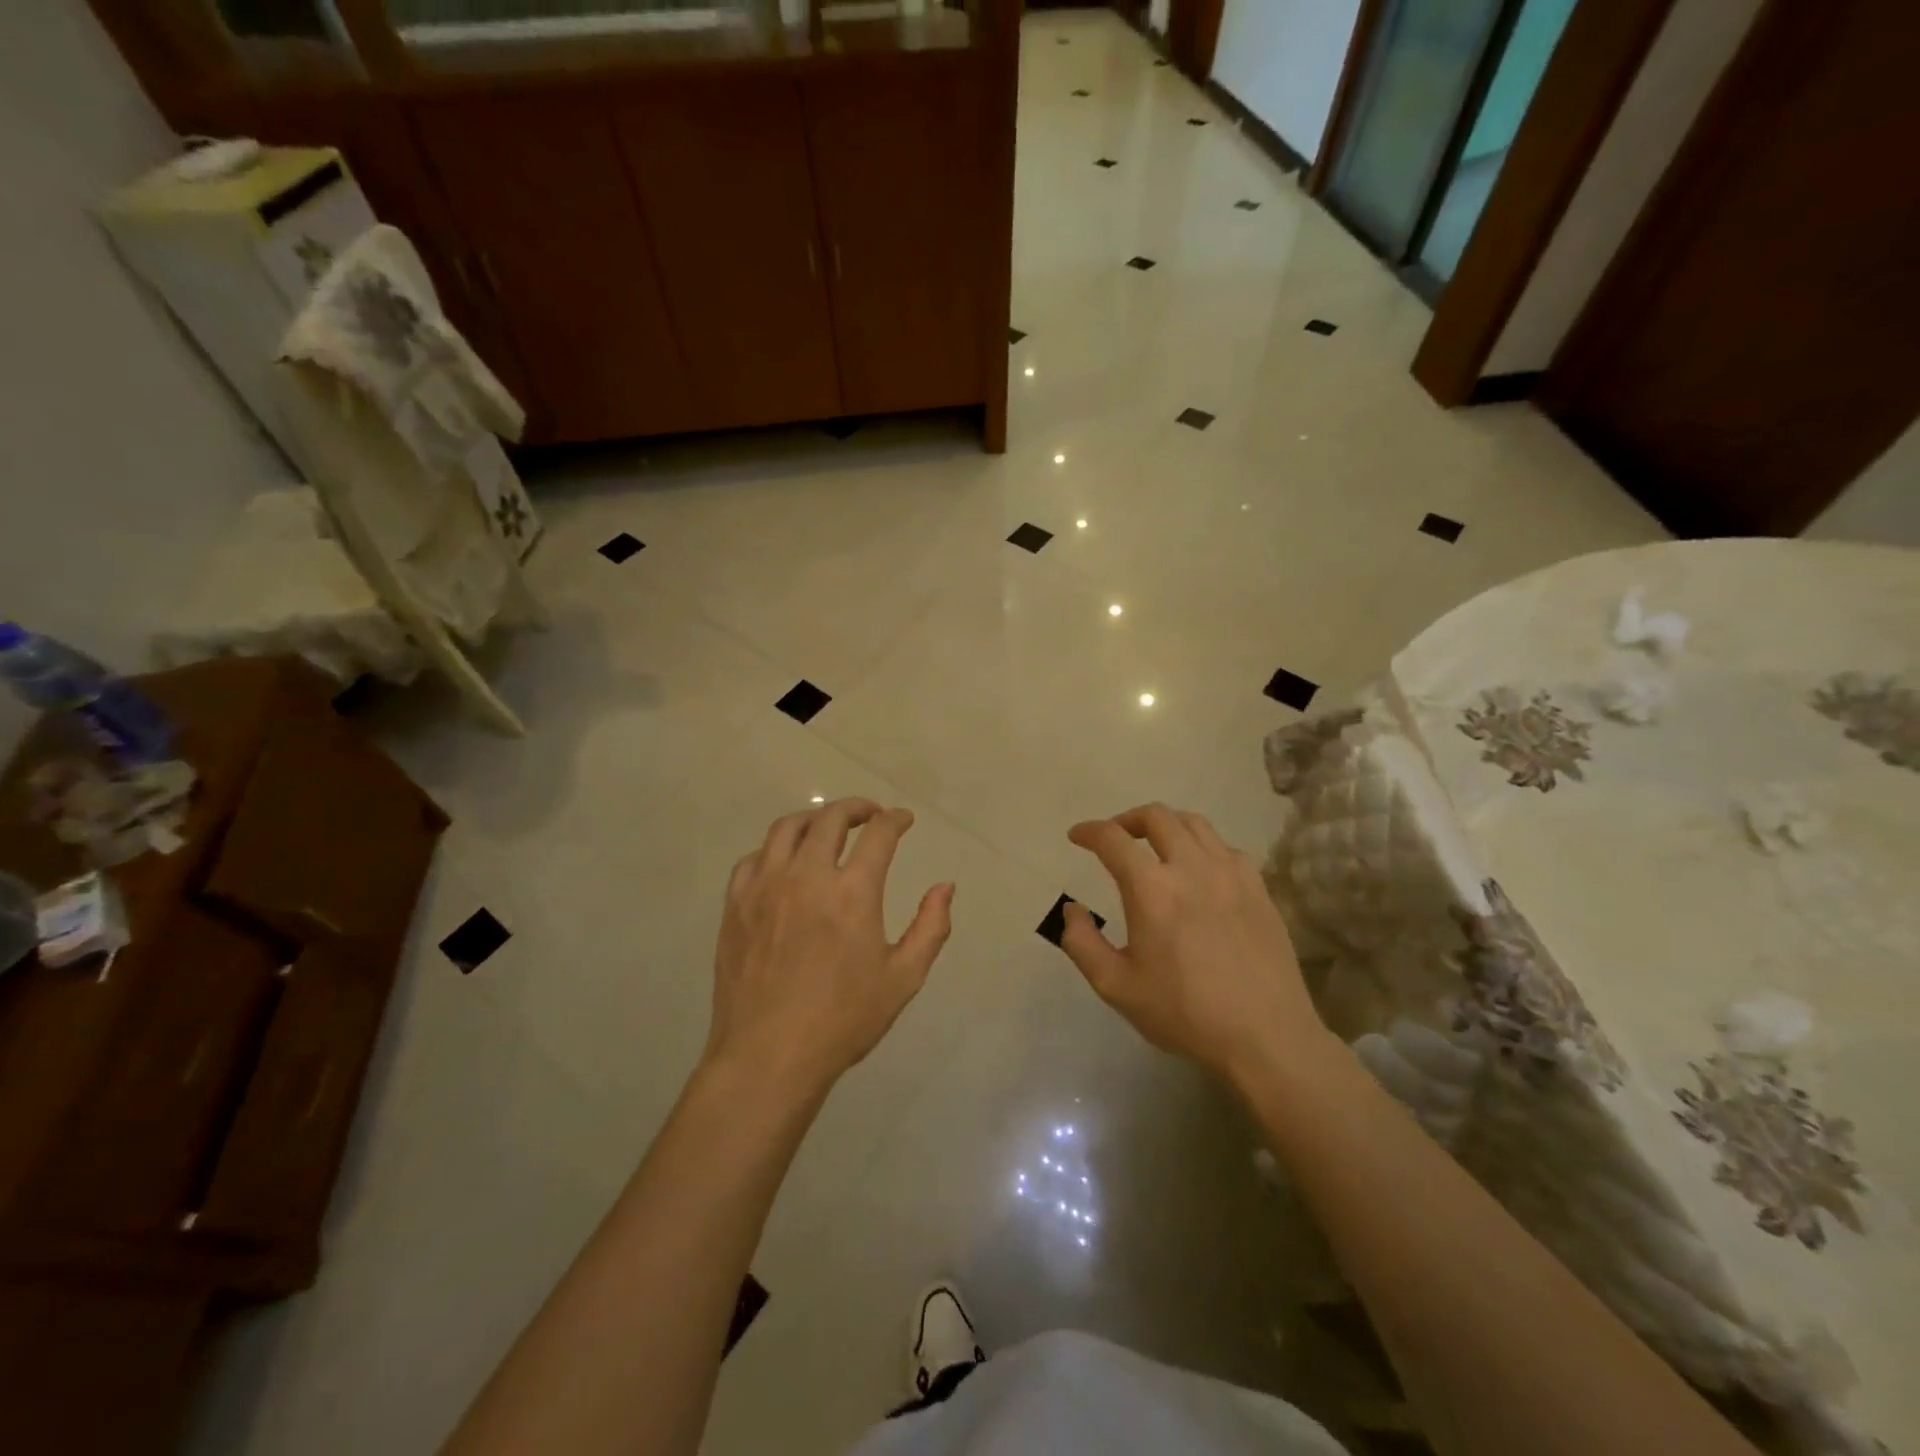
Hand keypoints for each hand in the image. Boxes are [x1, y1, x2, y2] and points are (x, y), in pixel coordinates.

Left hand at [707, 798, 954, 1095]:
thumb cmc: (843, 1020)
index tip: (903, 820)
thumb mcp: (903, 978)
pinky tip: (784, 863)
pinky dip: (775, 849)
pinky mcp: (735, 904)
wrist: (769, 1056)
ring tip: (827, 827)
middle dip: (856, 808)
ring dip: (813, 818)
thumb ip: (931, 927)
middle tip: (870, 815)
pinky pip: (753, 858)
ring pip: (786, 828)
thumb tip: (945, 887)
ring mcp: (765, 887)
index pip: (878, 834)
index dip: (895, 820)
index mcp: (853, 892)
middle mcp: (807, 876)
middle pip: (830, 818)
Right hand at [1060, 804, 1328, 1086]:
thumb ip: (1081, 942)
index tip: (1077, 837)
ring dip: (1166, 826)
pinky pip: (1225, 848)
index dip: (1089, 831)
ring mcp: (1230, 874)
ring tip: (1155, 847)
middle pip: (1156, 816)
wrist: (1265, 1037)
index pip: (1112, 839)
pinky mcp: (1258, 888)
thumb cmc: (1184, 1013)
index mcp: (1151, 889)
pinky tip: (1198, 871)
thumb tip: (1071, 909)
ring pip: (1194, 824)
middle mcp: (1191, 867)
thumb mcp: (1115, 986)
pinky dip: (1202, 847)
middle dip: (1127, 820)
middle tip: (1115, 838)